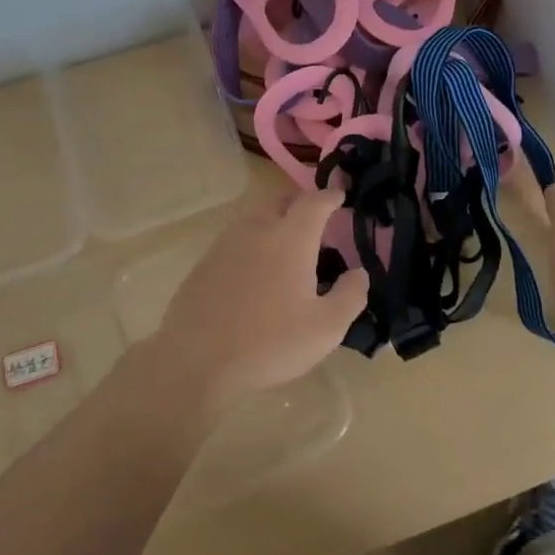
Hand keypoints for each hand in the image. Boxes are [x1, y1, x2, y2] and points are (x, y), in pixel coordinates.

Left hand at [150, 188, 368, 413]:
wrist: (195, 359)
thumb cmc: (269, 342)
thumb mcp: (325, 329)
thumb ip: (350, 296)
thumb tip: (359, 273)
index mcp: (290, 238)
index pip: (315, 203)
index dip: (330, 196)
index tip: (340, 195)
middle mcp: (258, 229)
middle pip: (281, 201)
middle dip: (300, 203)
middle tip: (315, 220)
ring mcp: (226, 243)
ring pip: (255, 217)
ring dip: (274, 220)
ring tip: (287, 246)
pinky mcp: (205, 262)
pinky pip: (236, 239)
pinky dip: (253, 242)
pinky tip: (256, 270)